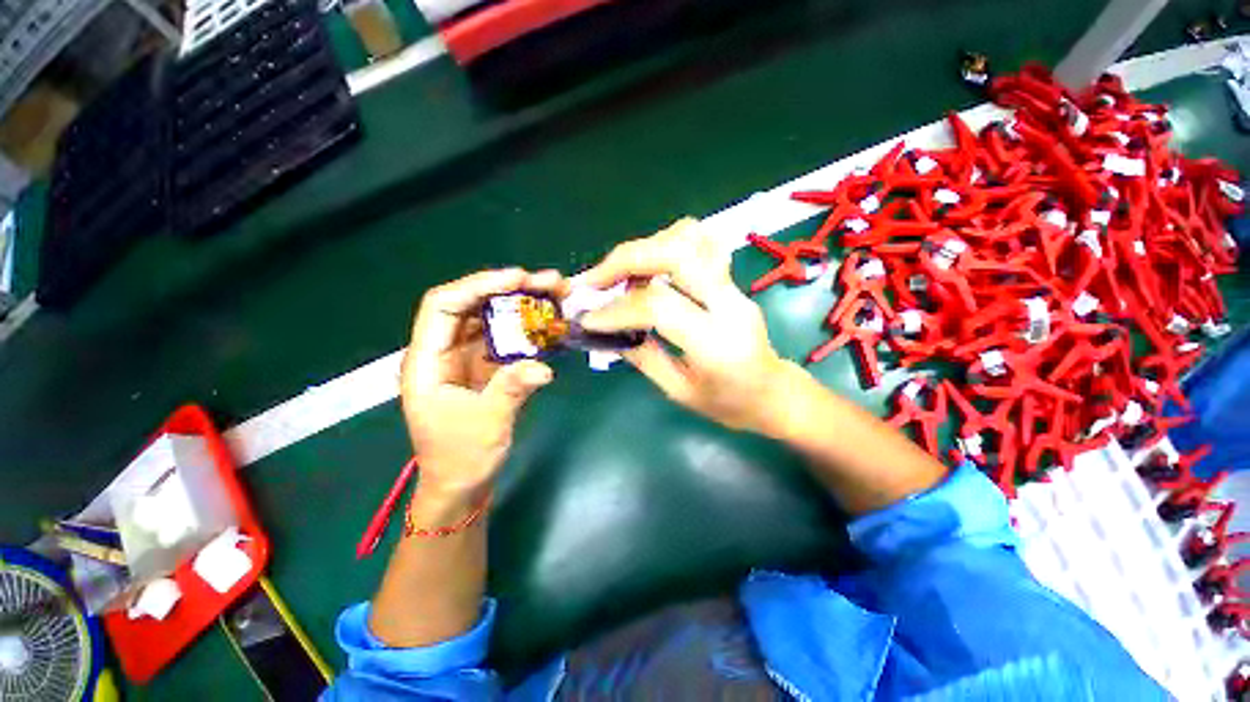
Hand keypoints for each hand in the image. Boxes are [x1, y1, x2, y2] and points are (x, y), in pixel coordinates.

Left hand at [401, 269, 562, 499]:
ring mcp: (468, 358)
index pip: (443, 306)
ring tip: (558, 294)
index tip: (517, 279)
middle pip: (473, 306)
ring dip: (524, 305)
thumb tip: (543, 369)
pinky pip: (508, 339)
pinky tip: (552, 323)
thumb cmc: (460, 458)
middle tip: (549, 282)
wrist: (463, 485)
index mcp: (428, 361)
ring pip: (493, 319)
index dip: (478, 286)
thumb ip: (511, 390)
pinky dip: (530, 328)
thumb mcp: (486, 425)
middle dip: (510, 289)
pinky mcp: (488, 368)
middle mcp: (446, 351)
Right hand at [579, 218, 792, 432]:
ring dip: (645, 247)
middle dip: (626, 260)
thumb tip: (607, 332)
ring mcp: (734, 287)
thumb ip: (643, 357)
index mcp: (716, 344)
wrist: (774, 393)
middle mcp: (729, 305)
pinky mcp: (732, 280)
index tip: (589, 319)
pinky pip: (700, 244)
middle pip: (676, 254)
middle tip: (594, 281)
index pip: (659, 306)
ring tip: (620, 273)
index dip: (617, 309)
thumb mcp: (680, 392)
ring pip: (691, 238)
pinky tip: (649, 267)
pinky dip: (666, 244)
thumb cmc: (729, 404)